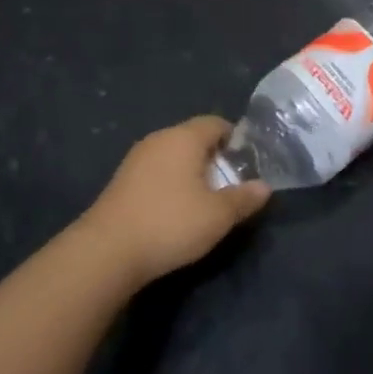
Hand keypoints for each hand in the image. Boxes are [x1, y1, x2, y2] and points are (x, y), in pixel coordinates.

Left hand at [79, 116, 271, 286]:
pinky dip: (170, 183)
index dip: (235, 139)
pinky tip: (174, 210)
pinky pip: (156, 170)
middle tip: (230, 186)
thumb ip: (244, 198)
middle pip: (194, 137)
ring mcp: (137, 158)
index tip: (247, 164)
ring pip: (174, 155)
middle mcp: (160, 138)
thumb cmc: (170, 223)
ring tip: (204, 201)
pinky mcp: (122, 180)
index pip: (216, 123)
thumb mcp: (217, 216)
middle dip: (214, 157)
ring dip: (191, 172)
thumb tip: (265, 186)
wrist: (107, 250)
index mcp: (184, 137)